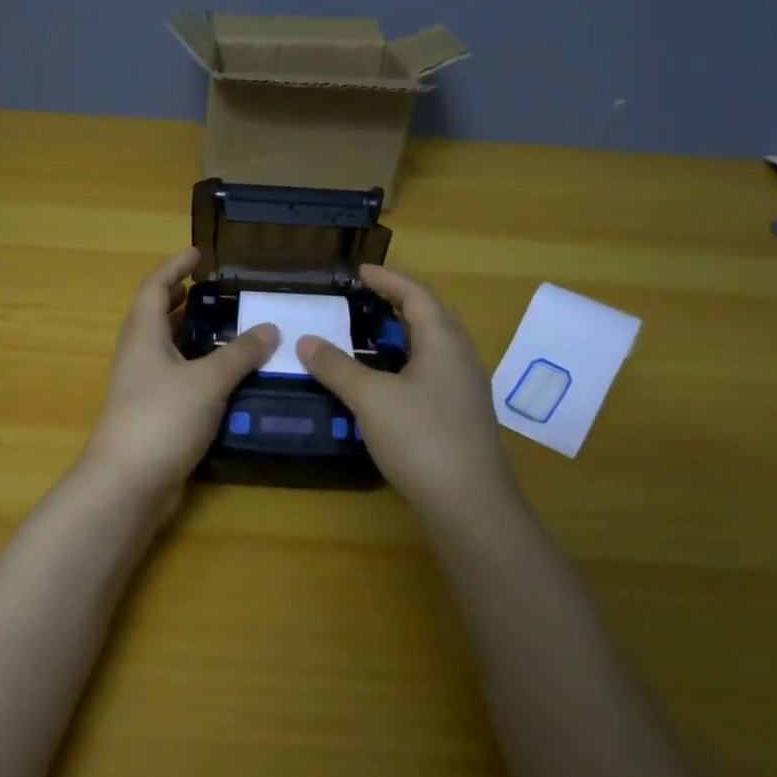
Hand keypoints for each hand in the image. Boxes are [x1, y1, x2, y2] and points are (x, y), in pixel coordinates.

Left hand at [81, 250, 279, 515]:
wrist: (128, 483)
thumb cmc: (162, 418)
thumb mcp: (208, 380)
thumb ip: (240, 353)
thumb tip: (270, 328)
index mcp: (143, 336)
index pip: (154, 288)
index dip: (174, 267)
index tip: (198, 253)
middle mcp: (138, 356)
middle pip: (155, 317)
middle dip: (179, 299)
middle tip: (210, 289)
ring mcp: (142, 388)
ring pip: (166, 350)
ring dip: (190, 334)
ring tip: (224, 327)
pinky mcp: (153, 415)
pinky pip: (177, 379)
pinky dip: (198, 368)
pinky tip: (225, 377)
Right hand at [296, 265, 518, 526]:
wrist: (469, 504)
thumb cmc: (421, 438)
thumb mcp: (370, 398)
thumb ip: (337, 367)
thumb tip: (306, 341)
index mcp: (444, 342)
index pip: (417, 294)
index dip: (388, 279)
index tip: (360, 271)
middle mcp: (461, 358)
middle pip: (433, 316)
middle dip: (401, 303)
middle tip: (367, 300)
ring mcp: (465, 390)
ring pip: (435, 347)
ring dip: (405, 335)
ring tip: (372, 337)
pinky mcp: (461, 416)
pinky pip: (433, 373)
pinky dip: (408, 363)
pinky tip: (388, 383)